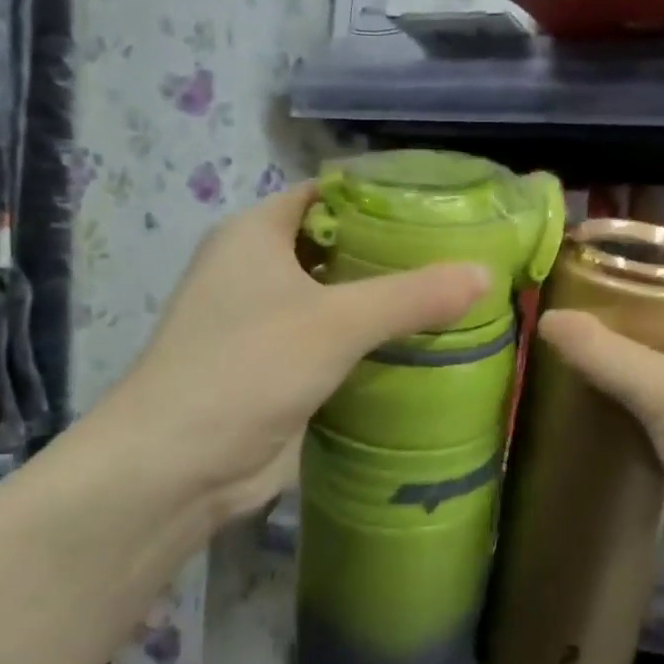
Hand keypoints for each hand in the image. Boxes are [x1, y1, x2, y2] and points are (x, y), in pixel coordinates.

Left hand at [96, 182, 488, 535]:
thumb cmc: (248, 368)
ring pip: (338, 298)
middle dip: (393, 253)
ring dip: (386, 302)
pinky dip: (372, 343)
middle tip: (460, 256)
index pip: (327, 195)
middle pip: (337, 247)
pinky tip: (422, 348)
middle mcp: (256, 270)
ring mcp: (265, 323)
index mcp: (255, 234)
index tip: (440, 206)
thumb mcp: (337, 322)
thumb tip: (486, 274)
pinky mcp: (278, 369)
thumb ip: (413, 295)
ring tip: (454, 298)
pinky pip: (335, 342)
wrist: (176, 468)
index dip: (380, 196)